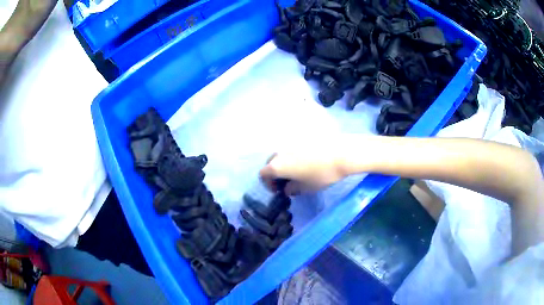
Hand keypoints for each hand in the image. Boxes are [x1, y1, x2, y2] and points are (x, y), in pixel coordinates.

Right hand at [259, 135, 350, 195]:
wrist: (341, 153)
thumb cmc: (322, 174)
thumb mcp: (306, 187)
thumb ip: (292, 189)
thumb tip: (288, 188)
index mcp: (277, 165)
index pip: (263, 174)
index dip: (269, 184)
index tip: (280, 189)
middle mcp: (280, 151)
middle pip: (271, 162)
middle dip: (276, 172)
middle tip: (289, 180)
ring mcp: (290, 141)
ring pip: (282, 153)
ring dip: (286, 163)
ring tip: (300, 169)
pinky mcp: (302, 136)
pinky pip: (293, 147)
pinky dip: (295, 154)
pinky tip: (309, 159)